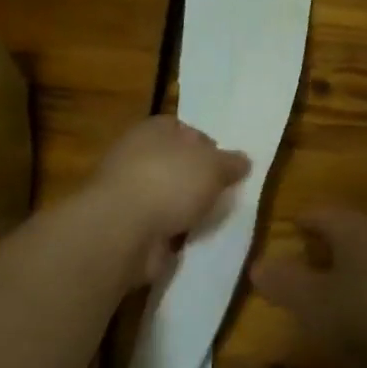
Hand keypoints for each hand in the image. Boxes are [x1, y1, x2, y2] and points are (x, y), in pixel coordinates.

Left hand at [86, 116, 249, 284]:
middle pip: (176, 164)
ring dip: (186, 208)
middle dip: (198, 179)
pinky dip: (174, 231)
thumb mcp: (213, 166)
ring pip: (167, 195)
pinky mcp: (127, 224)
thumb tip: (243, 161)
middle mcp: (136, 156)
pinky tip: (191, 238)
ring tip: (212, 219)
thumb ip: (230, 163)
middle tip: (224, 194)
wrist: (123, 230)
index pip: (183, 128)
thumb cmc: (169, 182)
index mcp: (153, 130)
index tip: (226, 165)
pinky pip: (159, 224)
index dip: (207, 144)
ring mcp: (129, 192)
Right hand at [250, 208, 366, 367]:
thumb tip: (258, 264)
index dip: (296, 228)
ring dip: (345, 275)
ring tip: (326, 303)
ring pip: (366, 257)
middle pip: (344, 233)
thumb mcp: (314, 305)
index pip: (317, 213)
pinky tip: (364, 322)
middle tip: (298, 278)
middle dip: (320, 252)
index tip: (280, 247)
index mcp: (353, 227)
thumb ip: (283, 283)